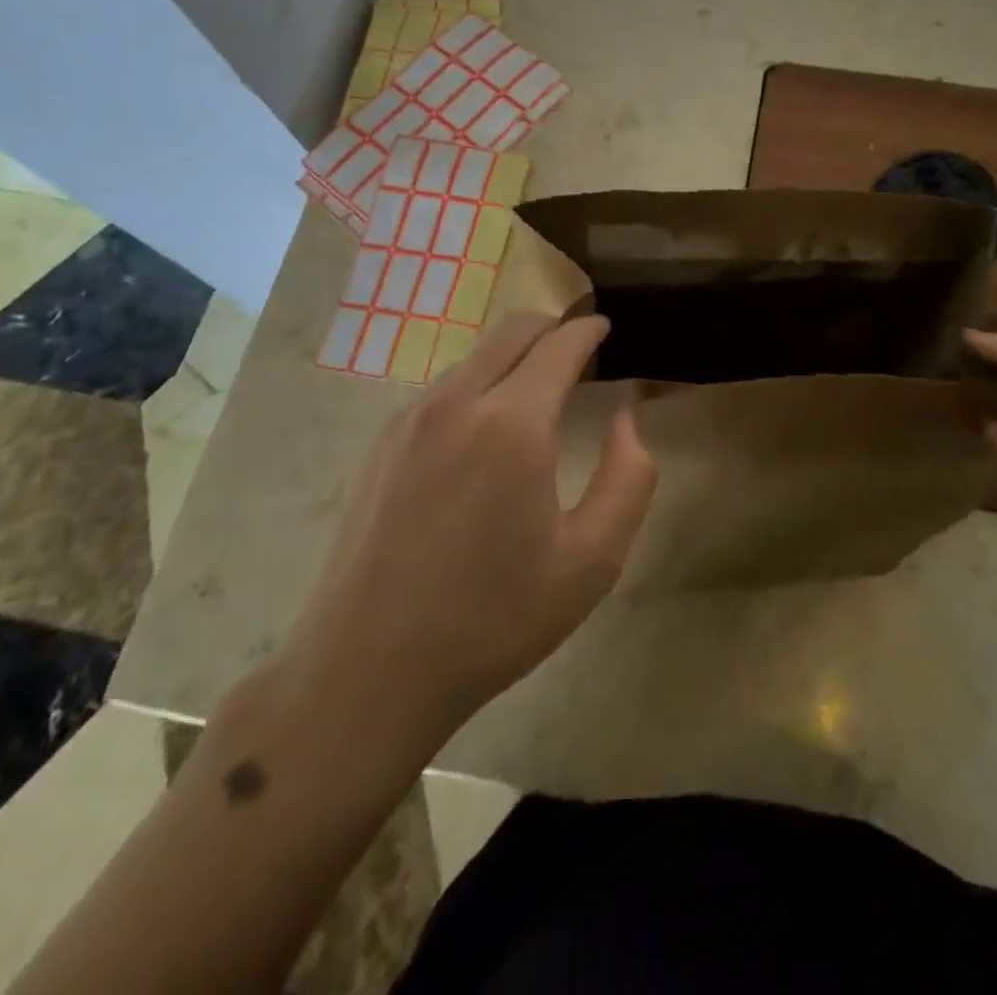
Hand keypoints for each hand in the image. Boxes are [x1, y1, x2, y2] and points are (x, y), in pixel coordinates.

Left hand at [283, 312, 656, 743]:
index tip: (607, 327)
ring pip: (475, 356)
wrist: (368, 670)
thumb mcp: (592, 561)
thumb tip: (627, 416)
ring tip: (541, 390)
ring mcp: (410, 419)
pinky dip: (480, 382)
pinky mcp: (383, 443)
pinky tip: (488, 429)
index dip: (589, 329)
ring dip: (515, 356)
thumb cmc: (494, 619)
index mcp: (512, 424)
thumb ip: (628, 477)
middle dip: (553, 327)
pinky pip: (444, 388)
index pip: (559, 345)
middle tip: (582, 349)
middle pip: (512, 330)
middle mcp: (457, 402)